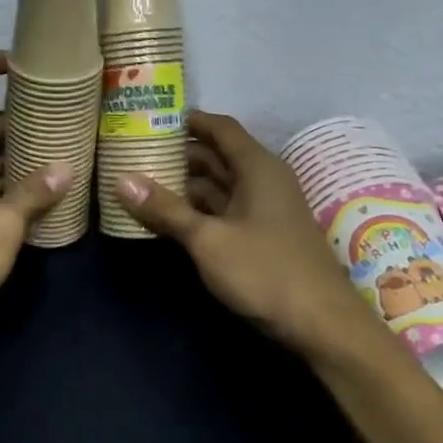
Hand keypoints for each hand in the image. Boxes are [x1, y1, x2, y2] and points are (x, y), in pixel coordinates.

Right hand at [114, 111, 399, 371]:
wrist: (321, 325)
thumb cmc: (265, 271)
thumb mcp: (208, 239)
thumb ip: (166, 209)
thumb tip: (121, 180)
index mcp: (257, 167)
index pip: (220, 128)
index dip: (188, 120)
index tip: (151, 117)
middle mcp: (262, 180)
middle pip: (217, 156)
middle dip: (178, 154)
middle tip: (135, 151)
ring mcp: (263, 210)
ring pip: (218, 186)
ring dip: (184, 185)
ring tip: (142, 181)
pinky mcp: (261, 236)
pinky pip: (223, 210)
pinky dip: (197, 209)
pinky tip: (168, 216)